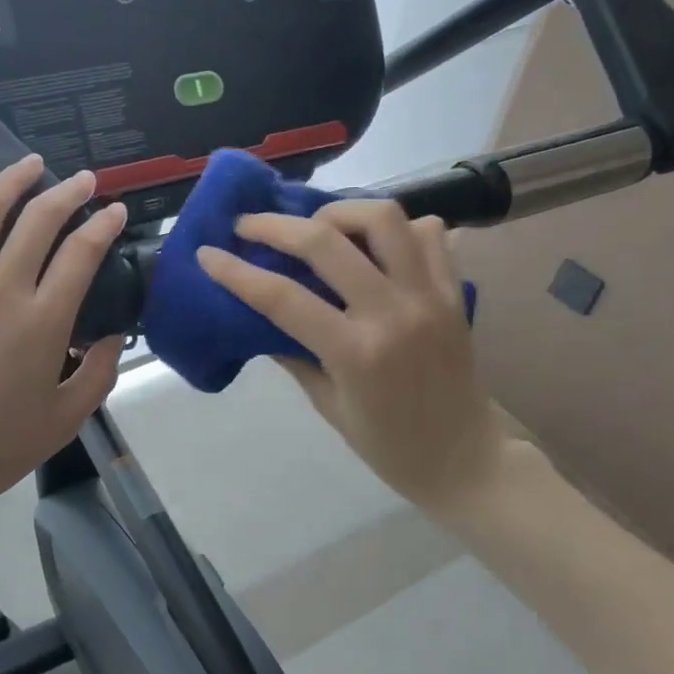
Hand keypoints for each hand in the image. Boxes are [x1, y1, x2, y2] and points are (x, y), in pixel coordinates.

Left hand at [0, 156, 127, 502]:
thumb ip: (98, 373)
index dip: (103, 225)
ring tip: (30, 164)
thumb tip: (113, 334)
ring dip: (10, 182)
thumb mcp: (65, 419)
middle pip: (38, 222)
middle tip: (82, 180)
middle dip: (67, 193)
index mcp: (42, 322)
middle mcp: (0, 291)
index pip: (81, 254)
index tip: (115, 210)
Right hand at [197, 200, 504, 515]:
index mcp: (356, 353)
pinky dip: (397, 228)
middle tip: (248, 224)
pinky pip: (429, 233)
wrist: (467, 460)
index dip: (236, 271)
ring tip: (316, 226)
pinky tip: (373, 245)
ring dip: (339, 212)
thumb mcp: (328, 406)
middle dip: (275, 225)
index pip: (282, 297)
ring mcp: (429, 296)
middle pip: (326, 241)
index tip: (207, 253)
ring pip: (384, 218)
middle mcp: (393, 313)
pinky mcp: (454, 291)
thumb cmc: (388, 445)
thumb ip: (294, 354)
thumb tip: (259, 315)